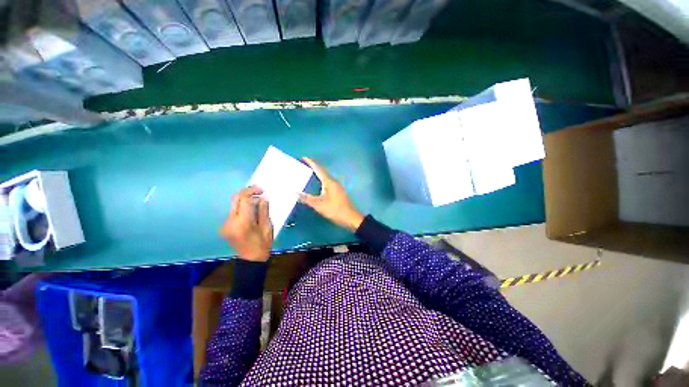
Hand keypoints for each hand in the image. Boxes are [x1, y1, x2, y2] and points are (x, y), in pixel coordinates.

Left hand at [220, 186, 273, 261]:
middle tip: (259, 190)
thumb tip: (263, 197)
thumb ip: (264, 210)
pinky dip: (242, 206)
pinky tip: (251, 208)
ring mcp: (225, 224)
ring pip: (234, 204)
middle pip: (235, 199)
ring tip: (257, 199)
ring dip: (245, 199)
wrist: (251, 260)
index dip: (252, 191)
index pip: (243, 199)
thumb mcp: (267, 227)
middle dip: (246, 192)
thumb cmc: (262, 244)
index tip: (262, 190)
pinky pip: (234, 211)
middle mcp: (230, 222)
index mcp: (242, 223)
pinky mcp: (225, 226)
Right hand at [299, 157, 364, 231]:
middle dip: (313, 167)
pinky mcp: (338, 192)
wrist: (349, 217)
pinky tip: (317, 184)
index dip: (311, 163)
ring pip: (325, 177)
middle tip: (304, 165)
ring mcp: (337, 187)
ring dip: (317, 174)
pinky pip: (327, 182)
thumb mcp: (318, 204)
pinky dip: (321, 180)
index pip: (318, 169)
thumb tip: (295, 192)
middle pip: (322, 172)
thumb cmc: (334, 209)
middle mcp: (333, 182)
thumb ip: (306, 198)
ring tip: (308, 173)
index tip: (304, 157)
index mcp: (329, 182)